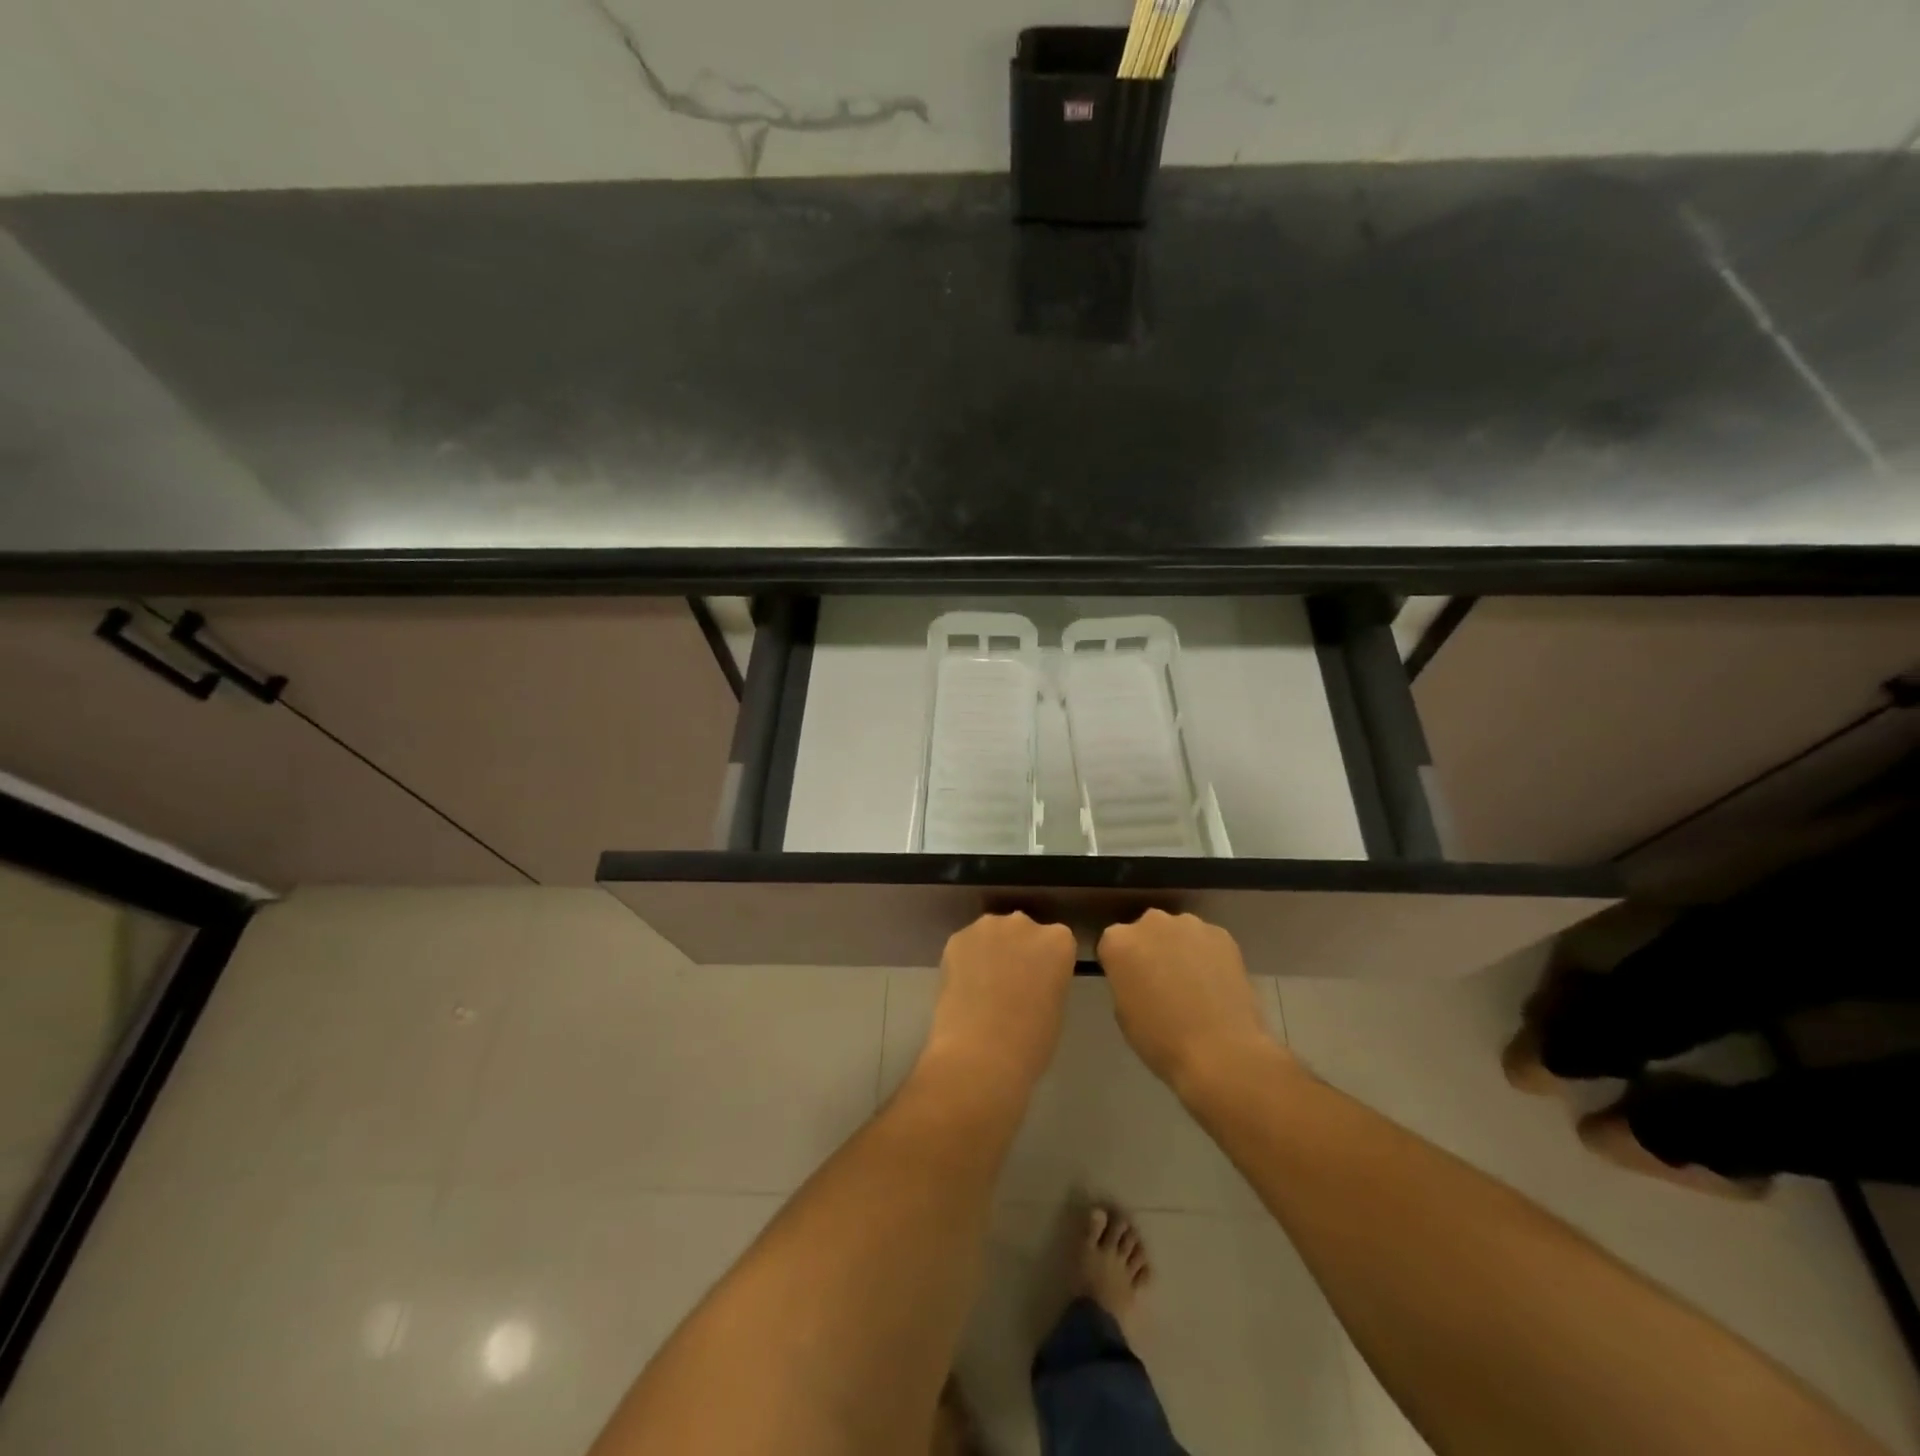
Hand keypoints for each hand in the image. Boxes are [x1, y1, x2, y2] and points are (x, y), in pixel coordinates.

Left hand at [922, 912, 1076, 1093]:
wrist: (980, 1054)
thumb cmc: (1030, 1041)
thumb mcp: (1055, 1007)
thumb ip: (1047, 980)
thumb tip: (1030, 980)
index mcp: (1058, 941)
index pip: (1056, 942)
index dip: (1046, 963)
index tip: (1039, 983)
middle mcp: (1024, 924)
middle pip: (1023, 931)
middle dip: (1018, 951)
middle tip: (1010, 984)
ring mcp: (988, 927)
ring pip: (992, 935)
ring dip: (990, 952)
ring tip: (982, 987)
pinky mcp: (956, 938)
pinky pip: (966, 946)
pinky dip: (965, 961)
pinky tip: (962, 988)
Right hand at [1098, 910, 1287, 1098]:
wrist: (1220, 1052)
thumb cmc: (1160, 1039)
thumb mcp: (1123, 1012)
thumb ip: (1126, 981)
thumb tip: (1141, 977)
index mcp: (1118, 941)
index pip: (1112, 945)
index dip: (1122, 966)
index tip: (1132, 985)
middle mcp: (1150, 922)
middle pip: (1146, 932)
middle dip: (1151, 950)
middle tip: (1162, 982)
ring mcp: (1189, 925)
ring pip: (1178, 933)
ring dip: (1180, 950)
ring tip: (1194, 984)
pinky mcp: (1222, 934)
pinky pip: (1207, 941)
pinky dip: (1209, 956)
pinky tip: (1217, 985)